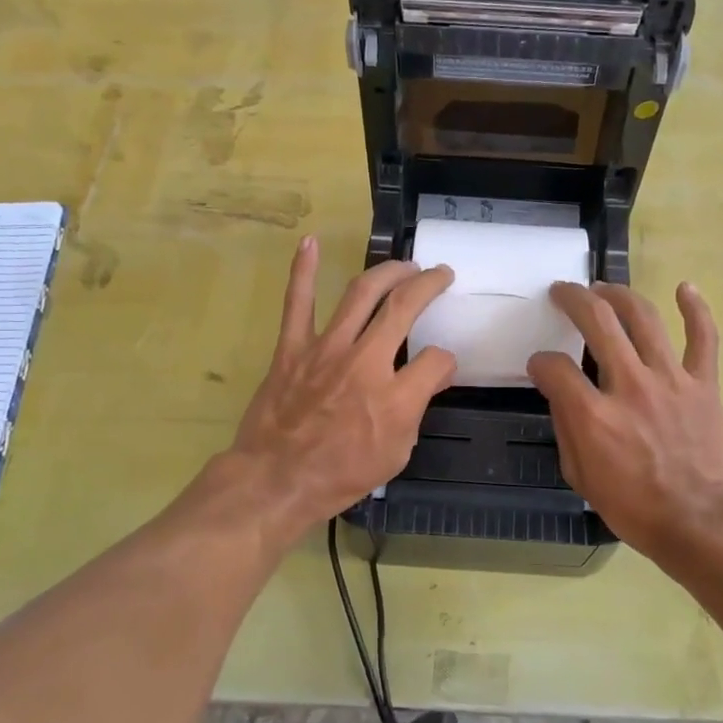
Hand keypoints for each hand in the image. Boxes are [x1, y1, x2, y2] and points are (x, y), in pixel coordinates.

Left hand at [227, 236, 456, 536]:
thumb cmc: (340, 475)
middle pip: (404, 307)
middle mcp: (365, 362)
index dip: (446, 361)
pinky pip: (298, 303)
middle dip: (428, 285)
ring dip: (388, 272)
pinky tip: (310, 242)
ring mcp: (326, 349)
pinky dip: (303, 270)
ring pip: (361, 293)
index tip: (442, 366)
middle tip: (440, 275)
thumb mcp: (395, 453)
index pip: (437, 359)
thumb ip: (416, 410)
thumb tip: (431, 378)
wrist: (276, 480)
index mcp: (396, 396)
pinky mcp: (293, 348)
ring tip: (404, 265)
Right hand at [527, 281, 722, 566]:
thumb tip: (563, 396)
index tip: (540, 367)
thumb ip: (567, 429)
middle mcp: (630, 385)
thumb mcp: (580, 476)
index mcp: (593, 414)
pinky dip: (696, 309)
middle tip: (563, 292)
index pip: (555, 368)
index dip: (540, 363)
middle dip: (574, 299)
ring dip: (620, 294)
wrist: (699, 521)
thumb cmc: (634, 507)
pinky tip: (684, 287)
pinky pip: (703, 337)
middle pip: (598, 321)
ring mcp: (671, 379)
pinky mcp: (703, 384)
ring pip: (644, 317)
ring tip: (605, 289)